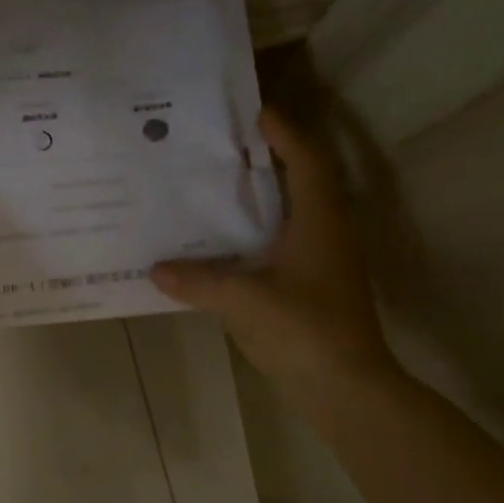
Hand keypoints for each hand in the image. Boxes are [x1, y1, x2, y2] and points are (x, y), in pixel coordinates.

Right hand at [152, 108, 402, 395]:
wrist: (347, 389)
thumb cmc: (303, 330)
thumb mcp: (243, 300)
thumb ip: (198, 280)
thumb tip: (157, 268)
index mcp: (320, 221)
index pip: (306, 159)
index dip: (284, 132)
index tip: (253, 113)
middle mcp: (328, 233)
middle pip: (302, 181)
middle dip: (268, 160)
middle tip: (224, 148)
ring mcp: (326, 262)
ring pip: (295, 214)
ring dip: (264, 197)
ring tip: (219, 188)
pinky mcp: (317, 287)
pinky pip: (286, 244)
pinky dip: (260, 234)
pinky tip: (226, 245)